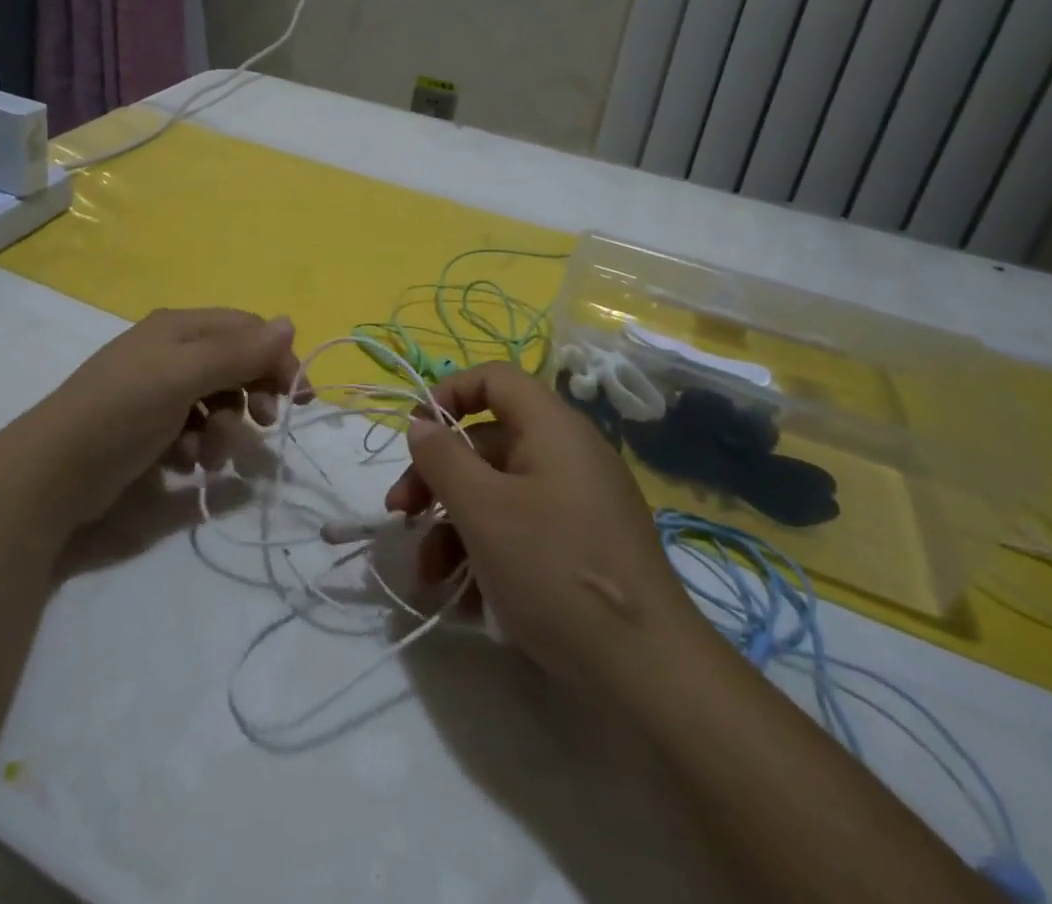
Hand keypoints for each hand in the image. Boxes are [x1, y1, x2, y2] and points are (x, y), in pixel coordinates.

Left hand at [15, 308, 306, 533]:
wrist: (50, 475)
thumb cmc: (122, 412)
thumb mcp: (184, 376)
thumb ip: (239, 352)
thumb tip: (289, 322)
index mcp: (179, 328)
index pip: (246, 330)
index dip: (276, 358)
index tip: (298, 397)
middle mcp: (171, 352)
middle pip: (234, 365)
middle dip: (251, 396)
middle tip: (264, 423)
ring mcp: (158, 391)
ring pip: (217, 403)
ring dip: (225, 430)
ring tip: (208, 456)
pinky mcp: (149, 428)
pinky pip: (194, 430)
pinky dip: (198, 446)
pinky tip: (184, 464)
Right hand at [385, 362, 700, 693]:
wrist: (649, 672)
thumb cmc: (554, 569)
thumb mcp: (483, 510)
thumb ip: (443, 458)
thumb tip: (421, 425)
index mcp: (552, 428)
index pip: (494, 379)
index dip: (448, 394)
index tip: (415, 436)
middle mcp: (568, 455)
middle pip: (487, 443)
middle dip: (437, 480)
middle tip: (402, 517)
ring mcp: (579, 504)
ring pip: (499, 495)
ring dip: (454, 528)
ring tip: (429, 577)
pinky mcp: (584, 548)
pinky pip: (524, 530)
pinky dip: (489, 553)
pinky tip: (466, 601)